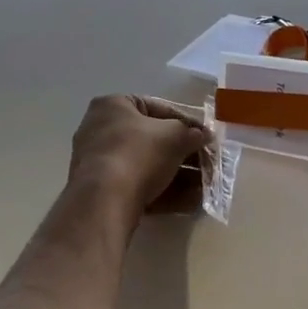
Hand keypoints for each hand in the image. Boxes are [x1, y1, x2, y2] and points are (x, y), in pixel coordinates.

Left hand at [69, 95, 211, 213]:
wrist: (105, 200)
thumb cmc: (139, 152)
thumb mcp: (175, 136)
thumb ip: (191, 133)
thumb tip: (203, 136)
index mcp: (113, 106)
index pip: (156, 108)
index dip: (186, 121)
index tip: (205, 135)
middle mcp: (101, 130)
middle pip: (152, 140)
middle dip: (183, 153)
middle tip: (207, 163)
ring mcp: (100, 163)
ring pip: (147, 166)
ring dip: (179, 176)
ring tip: (204, 186)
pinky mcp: (103, 192)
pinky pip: (139, 186)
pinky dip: (164, 192)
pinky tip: (191, 202)